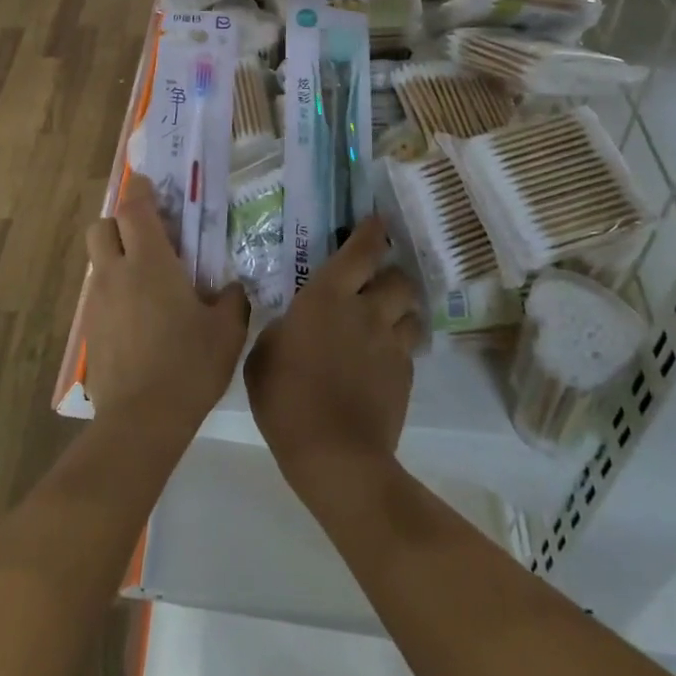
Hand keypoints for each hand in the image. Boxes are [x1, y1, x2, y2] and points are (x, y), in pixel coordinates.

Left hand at [83, 174, 248, 440]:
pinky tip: (138, 319)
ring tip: (146, 283)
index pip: (135, 209)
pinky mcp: (89, 330)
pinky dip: (114, 293)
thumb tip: (232, 289)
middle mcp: (116, 273)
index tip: (147, 182)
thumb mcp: (226, 332)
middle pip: (102, 227)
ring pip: (98, 262)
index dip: (140, 190)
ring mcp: (97, 302)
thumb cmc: (189, 365)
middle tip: (147, 236)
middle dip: (119, 222)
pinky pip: (99, 295)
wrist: (141, 419)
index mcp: (149, 263)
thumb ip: (231, 301)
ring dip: (116, 258)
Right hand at [245, 214, 417, 507]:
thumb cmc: (285, 397)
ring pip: (413, 312)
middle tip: (376, 284)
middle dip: (391, 275)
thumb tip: (291, 324)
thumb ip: (280, 329)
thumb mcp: (262, 354)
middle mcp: (366, 311)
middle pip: (398, 279)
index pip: (360, 252)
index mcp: (327, 297)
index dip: (371, 233)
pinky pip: (408, 348)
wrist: (334, 453)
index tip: (377, 222)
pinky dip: (398, 346)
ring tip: (386, 321)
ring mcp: (391, 344)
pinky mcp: (406, 376)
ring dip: (402, 311)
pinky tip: (381, 361)